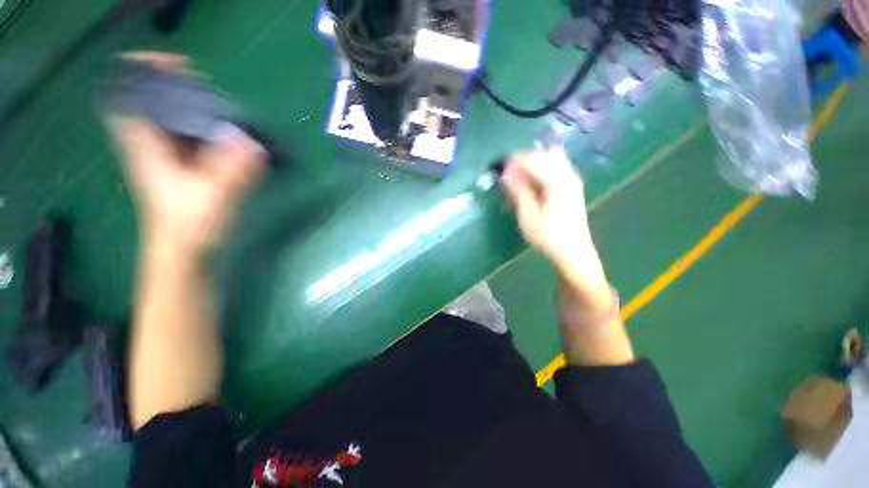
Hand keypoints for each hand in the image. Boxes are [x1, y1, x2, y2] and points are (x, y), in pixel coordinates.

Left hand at [107, 55, 263, 256]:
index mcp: (147, 147)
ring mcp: (171, 156)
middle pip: (158, 101)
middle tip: (211, 88)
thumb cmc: (189, 226)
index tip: (177, 65)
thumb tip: (253, 144)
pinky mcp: (188, 167)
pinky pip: (196, 138)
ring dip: (201, 109)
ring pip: (178, 119)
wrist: (185, 252)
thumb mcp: (212, 197)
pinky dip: (212, 131)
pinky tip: (233, 136)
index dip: (146, 73)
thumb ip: (232, 171)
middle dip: (182, 88)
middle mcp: (154, 145)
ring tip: (227, 110)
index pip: (129, 98)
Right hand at [502, 147, 603, 286]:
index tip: (500, 169)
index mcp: (557, 182)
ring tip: (519, 180)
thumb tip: (506, 173)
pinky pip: (556, 168)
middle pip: (546, 154)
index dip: (515, 161)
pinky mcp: (572, 188)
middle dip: (525, 160)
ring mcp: (573, 181)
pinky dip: (542, 170)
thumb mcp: (528, 216)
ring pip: (553, 159)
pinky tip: (532, 186)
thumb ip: (518, 191)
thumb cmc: (548, 237)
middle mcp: (568, 176)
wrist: (574, 253)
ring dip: (534, 164)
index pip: (534, 160)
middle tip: (510, 175)